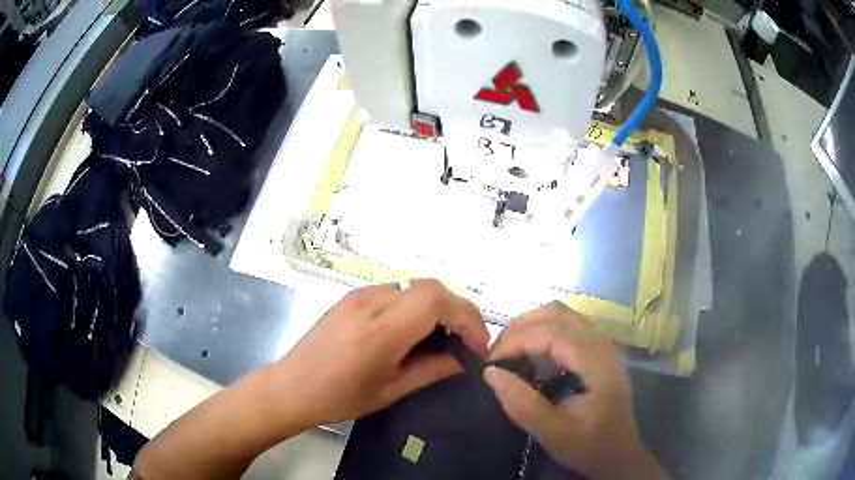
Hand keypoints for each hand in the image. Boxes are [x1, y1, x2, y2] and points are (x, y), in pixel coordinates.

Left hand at [275, 279, 489, 426]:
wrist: (292, 386)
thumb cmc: (339, 398)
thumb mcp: (390, 391)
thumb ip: (432, 370)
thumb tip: (464, 360)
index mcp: (379, 332)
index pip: (435, 301)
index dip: (466, 317)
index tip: (477, 345)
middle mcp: (369, 302)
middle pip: (430, 287)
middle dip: (457, 310)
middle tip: (465, 341)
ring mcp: (358, 295)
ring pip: (414, 286)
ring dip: (437, 307)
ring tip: (442, 338)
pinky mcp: (352, 296)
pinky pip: (396, 291)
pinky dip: (416, 306)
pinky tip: (413, 331)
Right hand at [483, 303, 666, 479]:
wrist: (618, 454)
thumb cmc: (589, 446)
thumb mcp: (554, 433)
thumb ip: (522, 405)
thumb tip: (491, 373)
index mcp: (597, 362)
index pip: (551, 332)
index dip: (516, 341)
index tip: (490, 363)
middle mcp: (603, 343)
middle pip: (556, 313)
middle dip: (520, 328)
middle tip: (496, 355)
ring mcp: (602, 343)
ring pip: (562, 314)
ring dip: (531, 326)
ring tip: (508, 351)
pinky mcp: (598, 350)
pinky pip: (567, 326)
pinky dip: (542, 331)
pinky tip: (530, 354)